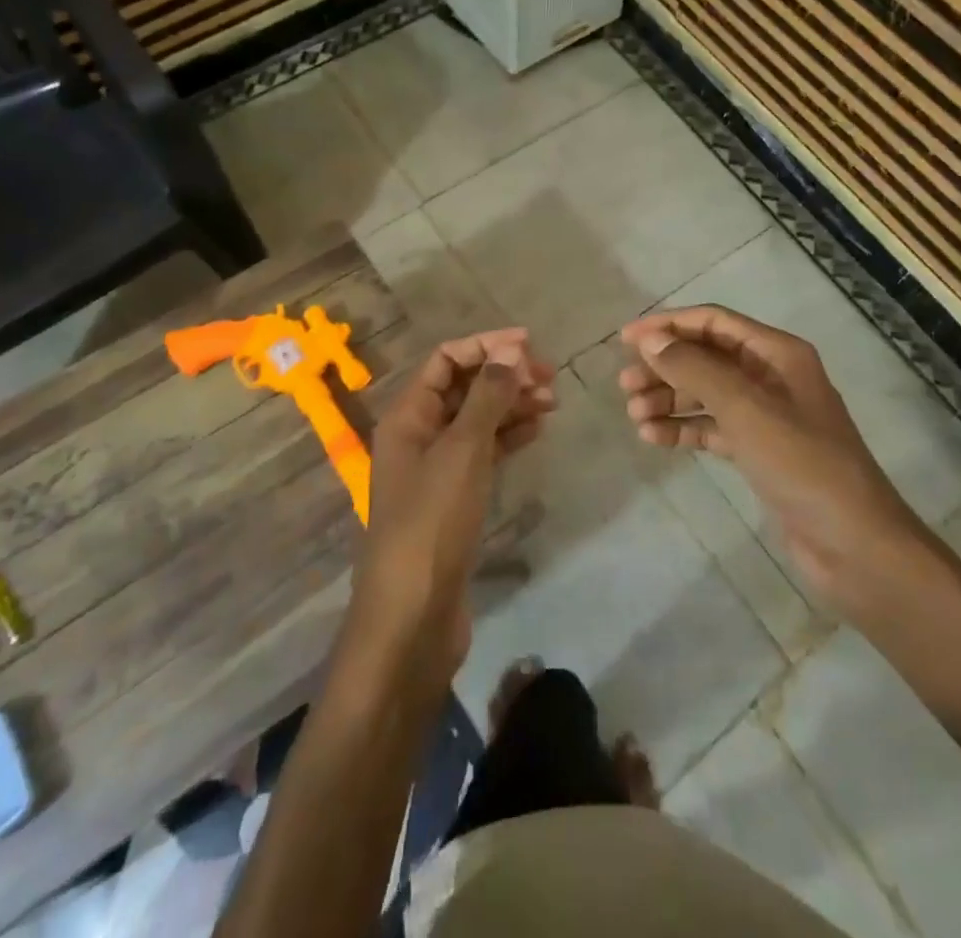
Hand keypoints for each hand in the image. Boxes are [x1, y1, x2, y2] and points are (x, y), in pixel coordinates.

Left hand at [348, 330, 555, 682]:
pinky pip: (483, 452)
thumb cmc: (432, 522)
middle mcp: (418, 434)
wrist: (413, 614)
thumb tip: (511, 351)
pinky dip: (508, 436)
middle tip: (549, 378)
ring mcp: (436, 468)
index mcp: (408, 415)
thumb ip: (487, 397)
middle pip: (463, 387)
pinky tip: (536, 430)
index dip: (486, 346)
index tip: (529, 345)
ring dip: (511, 404)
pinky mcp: (454, 497)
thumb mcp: (462, 451)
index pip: (446, 360)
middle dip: (504, 375)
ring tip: (552, 402)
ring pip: (477, 419)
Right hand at [618, 305, 928, 619]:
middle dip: (665, 367)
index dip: (668, 325)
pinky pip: (712, 427)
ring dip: (670, 399)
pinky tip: (654, 438)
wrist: (854, 545)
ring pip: (706, 393)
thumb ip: (695, 369)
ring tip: (635, 416)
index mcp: (776, 354)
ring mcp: (766, 416)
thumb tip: (650, 340)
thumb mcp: (745, 409)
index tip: (626, 339)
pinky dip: (684, 428)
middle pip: (706, 357)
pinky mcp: (759, 451)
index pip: (713, 323)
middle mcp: (771, 376)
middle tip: (626, 386)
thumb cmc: (801, 463)